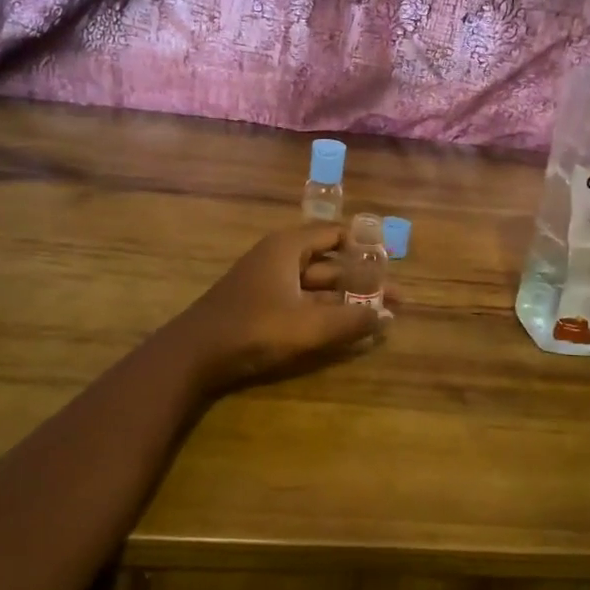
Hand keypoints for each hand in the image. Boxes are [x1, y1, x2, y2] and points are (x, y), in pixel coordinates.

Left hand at [170, 223, 386, 393]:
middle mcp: (279, 258)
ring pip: (317, 287)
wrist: (193, 356)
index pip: (335, 234)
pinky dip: (325, 312)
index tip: (391, 261)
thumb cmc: (254, 329)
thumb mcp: (309, 326)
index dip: (365, 246)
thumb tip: (387, 317)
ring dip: (346, 300)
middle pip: (330, 264)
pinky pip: (303, 303)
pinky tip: (346, 329)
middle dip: (362, 281)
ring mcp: (268, 283)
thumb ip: (351, 321)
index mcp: (288, 247)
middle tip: (395, 298)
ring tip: (378, 316)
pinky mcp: (262, 307)